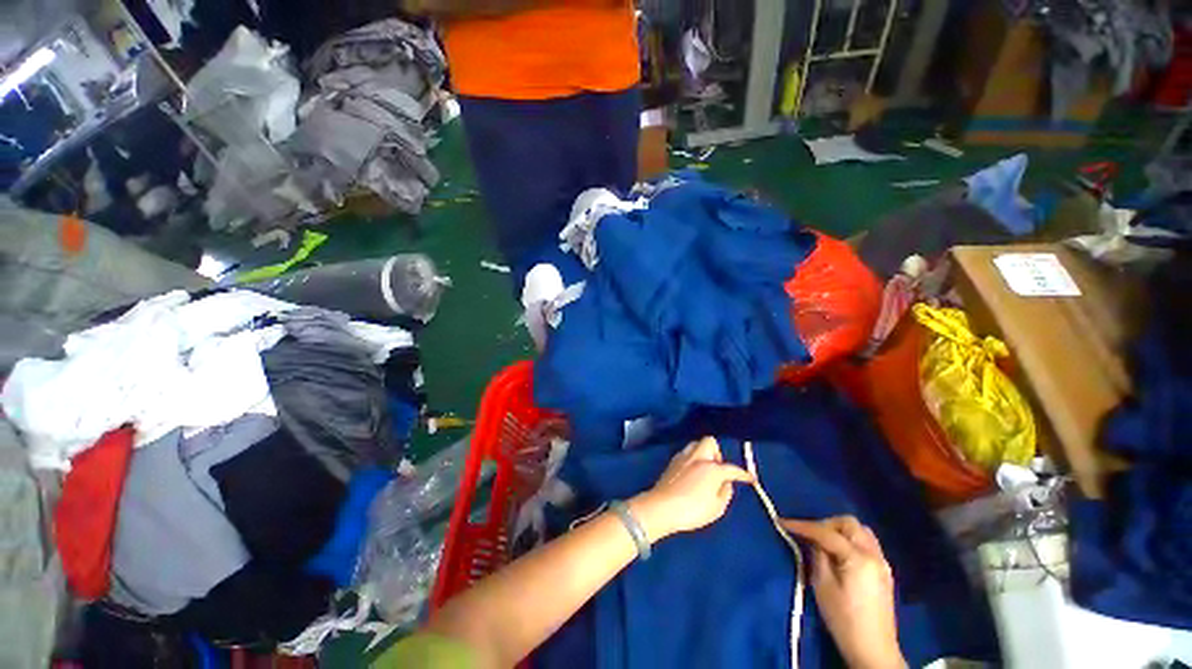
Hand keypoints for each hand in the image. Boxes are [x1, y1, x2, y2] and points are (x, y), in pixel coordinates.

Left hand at [629, 437, 752, 541]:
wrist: (662, 507)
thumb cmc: (693, 510)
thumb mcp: (717, 508)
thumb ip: (725, 493)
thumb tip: (726, 483)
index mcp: (712, 468)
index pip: (732, 468)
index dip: (743, 474)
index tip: (750, 478)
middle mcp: (698, 457)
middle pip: (710, 442)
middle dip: (717, 453)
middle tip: (718, 469)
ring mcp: (683, 457)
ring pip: (696, 444)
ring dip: (703, 452)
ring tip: (704, 469)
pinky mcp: (672, 462)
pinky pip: (686, 453)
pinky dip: (692, 458)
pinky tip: (692, 471)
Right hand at [782, 516, 905, 668]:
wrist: (874, 651)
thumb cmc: (844, 621)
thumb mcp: (823, 587)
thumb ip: (817, 557)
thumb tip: (812, 541)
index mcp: (858, 559)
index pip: (826, 533)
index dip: (802, 525)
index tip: (782, 522)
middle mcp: (874, 555)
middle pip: (849, 524)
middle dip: (826, 524)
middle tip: (809, 534)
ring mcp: (882, 563)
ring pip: (860, 531)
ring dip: (840, 530)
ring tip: (824, 542)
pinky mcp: (884, 573)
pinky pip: (867, 543)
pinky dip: (851, 540)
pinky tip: (840, 554)